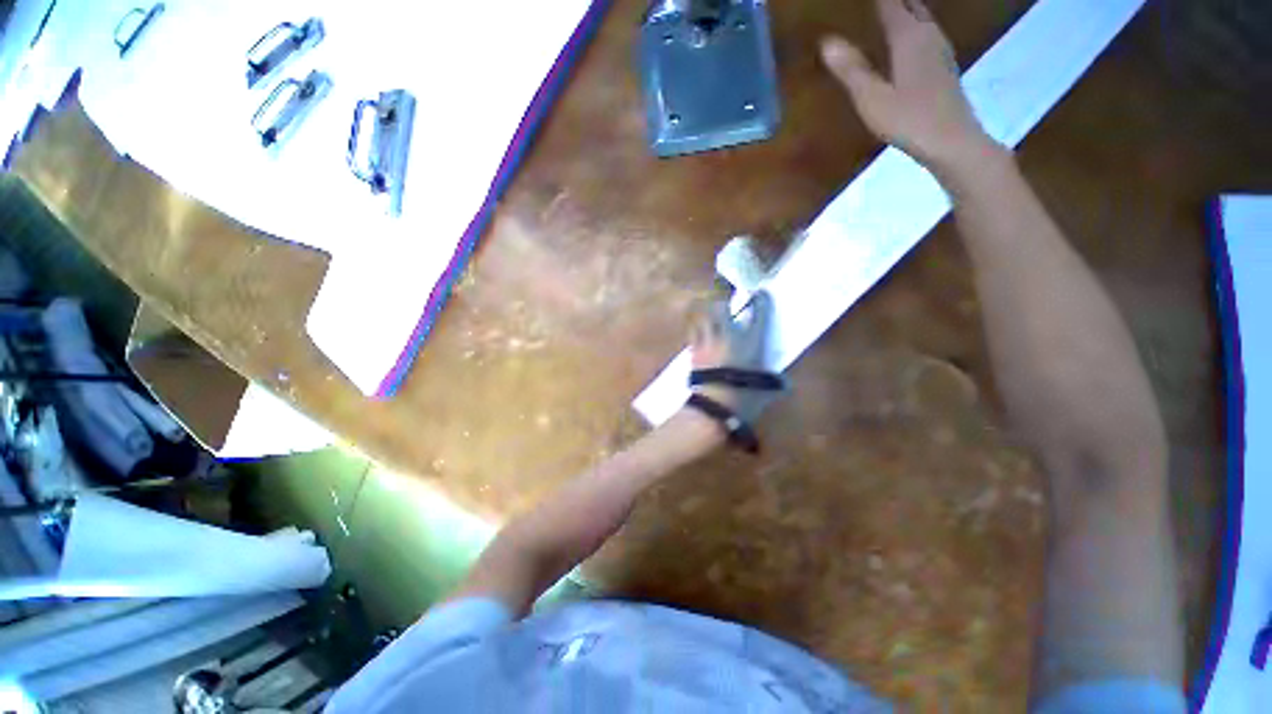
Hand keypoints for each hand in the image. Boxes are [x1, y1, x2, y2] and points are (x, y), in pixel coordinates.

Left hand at [689, 290, 785, 423]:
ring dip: (704, 308)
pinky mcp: (693, 351)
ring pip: (701, 315)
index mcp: (750, 342)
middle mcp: (728, 336)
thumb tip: (785, 383)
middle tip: (724, 297)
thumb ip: (775, 381)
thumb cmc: (744, 397)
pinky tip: (697, 327)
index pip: (757, 314)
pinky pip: (692, 331)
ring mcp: (707, 342)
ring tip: (706, 306)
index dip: (760, 301)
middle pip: (720, 306)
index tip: (760, 293)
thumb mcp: (766, 389)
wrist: (714, 406)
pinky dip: (694, 325)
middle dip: (722, 298)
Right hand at [820, 0, 999, 171]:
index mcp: (908, 37)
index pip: (890, 3)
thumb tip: (826, 42)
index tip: (863, 0)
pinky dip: (916, 24)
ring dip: (907, 7)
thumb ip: (851, 70)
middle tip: (877, 4)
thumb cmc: (908, 119)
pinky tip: (912, 35)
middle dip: (894, 0)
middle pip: (911, 3)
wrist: (951, 139)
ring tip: (892, 9)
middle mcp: (927, 33)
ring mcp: (940, 48)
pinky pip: (928, 31)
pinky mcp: (945, 64)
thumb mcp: (872, 98)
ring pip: (923, 16)